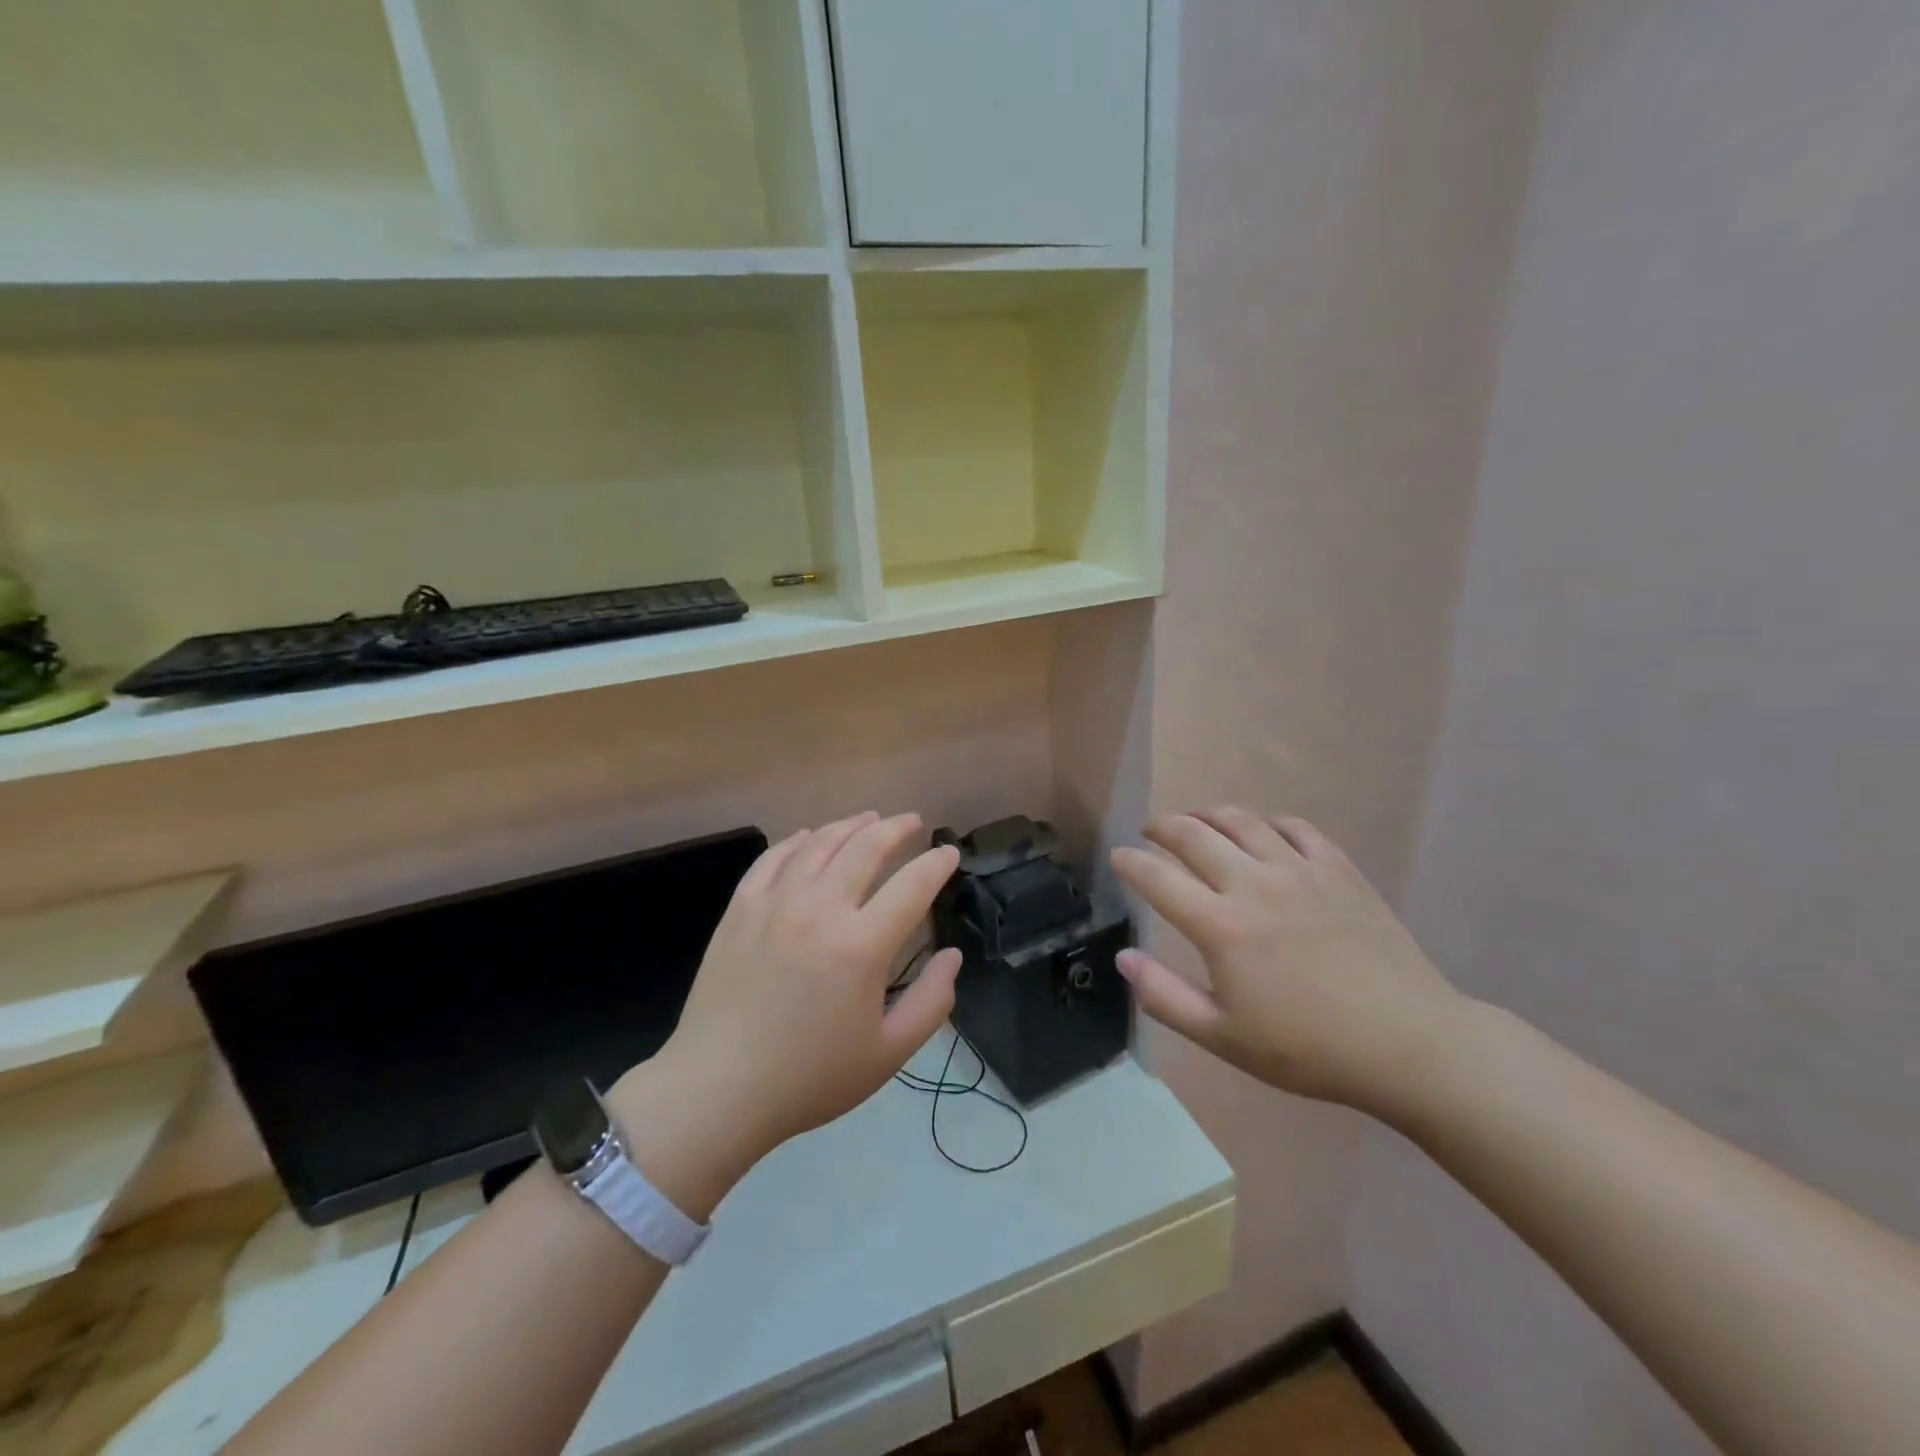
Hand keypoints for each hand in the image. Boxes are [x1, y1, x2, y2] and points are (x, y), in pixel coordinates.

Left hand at [612, 813, 960, 1212]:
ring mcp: (775, 904)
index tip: (949, 853)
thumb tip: (952, 955)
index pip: (912, 885)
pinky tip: (809, 837)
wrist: (718, 1089)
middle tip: (912, 822)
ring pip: (819, 843)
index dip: (937, 863)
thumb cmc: (809, 1077)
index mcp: (862, 946)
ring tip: (869, 818)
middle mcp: (820, 910)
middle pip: (866, 847)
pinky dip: (798, 840)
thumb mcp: (888, 1054)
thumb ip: (932, 1002)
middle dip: (896, 828)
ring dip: (850, 824)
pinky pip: (773, 858)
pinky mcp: (740, 909)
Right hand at [1111, 808, 1463, 1111]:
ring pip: (1241, 821)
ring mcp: (1299, 870)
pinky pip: (1294, 827)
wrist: (1408, 1043)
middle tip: (1150, 832)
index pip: (1157, 878)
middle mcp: (1254, 884)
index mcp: (1221, 926)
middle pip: (1193, 835)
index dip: (1130, 862)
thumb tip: (1123, 957)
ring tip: (1196, 821)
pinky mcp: (1338, 868)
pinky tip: (1263, 833)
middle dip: (1162, 827)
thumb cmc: (1308, 1048)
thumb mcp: (1224, 1036)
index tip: (1117, 857)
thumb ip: (1165, 996)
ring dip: (1208, 815)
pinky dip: (1267, 823)